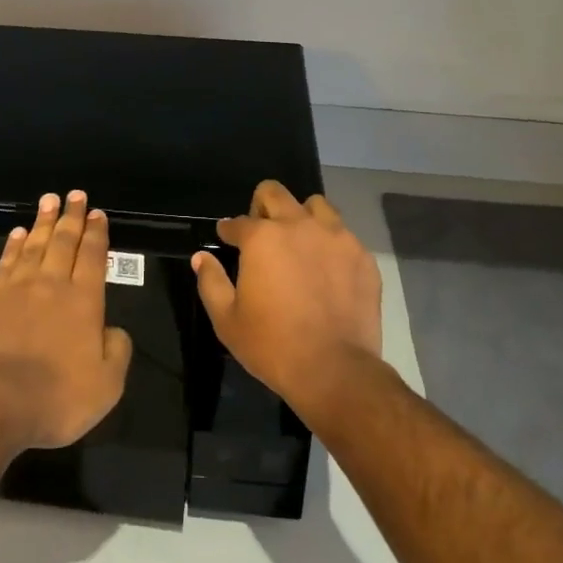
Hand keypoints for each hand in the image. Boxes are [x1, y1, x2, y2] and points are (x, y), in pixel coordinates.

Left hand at [0, 191, 132, 450]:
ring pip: (35, 244)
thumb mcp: (107, 385)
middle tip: (75, 195)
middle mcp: (53, 284)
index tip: (97, 213)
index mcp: (85, 301)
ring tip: (49, 200)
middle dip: (72, 216)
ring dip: (44, 221)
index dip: (97, 233)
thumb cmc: (56, 397)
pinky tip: (18, 232)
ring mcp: (18, 287)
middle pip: (65, 241)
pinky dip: (14, 244)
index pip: (94, 257)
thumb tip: (114, 329)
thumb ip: (117, 351)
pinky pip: (6, 261)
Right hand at [190, 181, 383, 422]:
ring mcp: (335, 237)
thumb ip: (211, 282)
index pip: (237, 222)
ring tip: (299, 243)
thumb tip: (201, 258)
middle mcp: (298, 225)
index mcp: (262, 238)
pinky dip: (330, 243)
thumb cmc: (273, 345)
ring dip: (302, 216)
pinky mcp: (361, 255)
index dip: (228, 230)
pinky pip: (343, 234)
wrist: (335, 370)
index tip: (227, 238)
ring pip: (315, 205)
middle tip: (262, 233)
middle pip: (274, 193)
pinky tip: (327, 268)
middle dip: (262, 206)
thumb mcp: (227, 320)